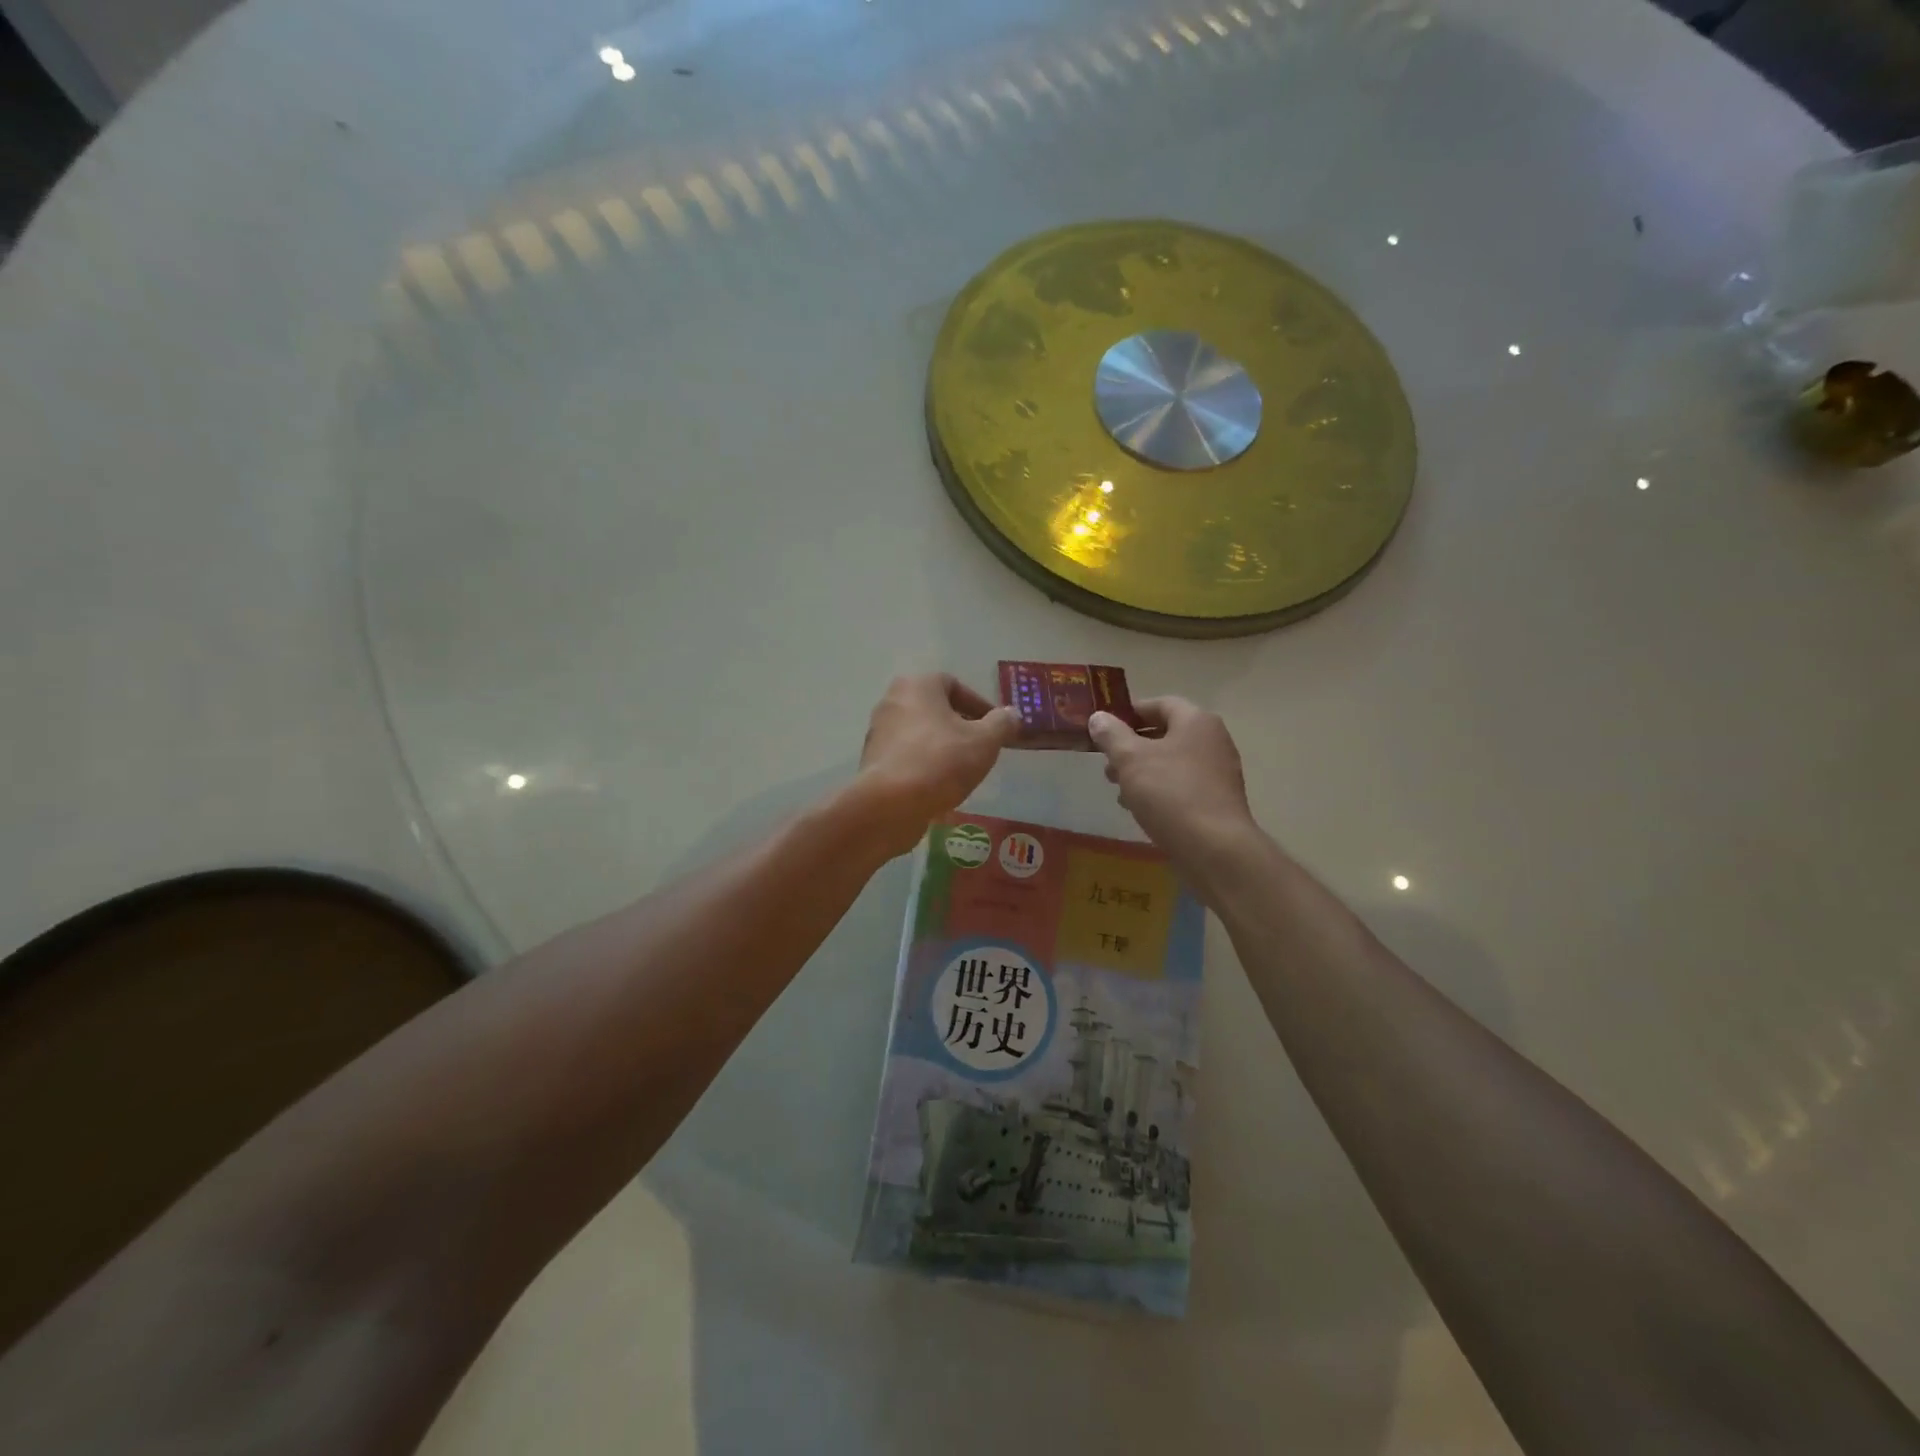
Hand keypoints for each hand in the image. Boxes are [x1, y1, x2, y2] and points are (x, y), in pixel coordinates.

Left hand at [853, 675, 1019, 856]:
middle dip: (960, 727)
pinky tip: (939, 787)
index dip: (979, 705)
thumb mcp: (984, 741)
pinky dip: (924, 765)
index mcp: (918, 685)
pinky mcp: (873, 761)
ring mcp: (878, 732)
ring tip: (962, 771)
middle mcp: (892, 701)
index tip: (995, 728)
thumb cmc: (941, 761)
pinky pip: (907, 756)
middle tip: (980, 748)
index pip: (954, 685)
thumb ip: (1002, 723)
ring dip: (942, 747)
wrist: (891, 804)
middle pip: (935, 709)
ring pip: (920, 734)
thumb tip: (1011, 714)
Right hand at [1088, 698, 1258, 867]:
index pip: (1159, 704)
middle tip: (1106, 763)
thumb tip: (1099, 717)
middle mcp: (1213, 741)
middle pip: (1166, 734)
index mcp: (1196, 721)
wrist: (1215, 849)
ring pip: (1172, 763)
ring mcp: (1218, 772)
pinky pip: (1182, 786)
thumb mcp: (1130, 759)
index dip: (1129, 712)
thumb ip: (1111, 734)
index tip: (1103, 728)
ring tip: (1118, 789)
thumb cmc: (1170, 793)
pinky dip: (1159, 791)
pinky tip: (1139, 809)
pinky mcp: (1217, 801)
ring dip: (1142, 771)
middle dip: (1132, 747)